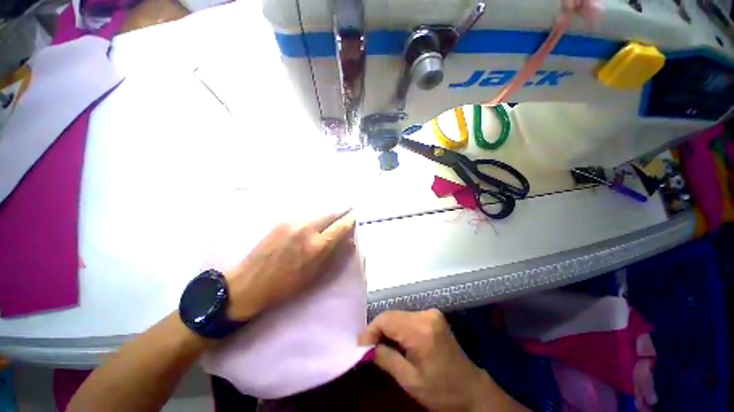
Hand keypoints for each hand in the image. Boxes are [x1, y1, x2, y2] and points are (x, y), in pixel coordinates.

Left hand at [223, 210, 354, 320]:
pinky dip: (313, 217)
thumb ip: (333, 254)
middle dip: (340, 212)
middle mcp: (307, 229)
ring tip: (331, 217)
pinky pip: (304, 216)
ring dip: (327, 214)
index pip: (340, 226)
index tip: (353, 218)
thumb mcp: (314, 275)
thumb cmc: (285, 286)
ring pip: (318, 212)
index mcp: (317, 246)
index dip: (349, 221)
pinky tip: (313, 222)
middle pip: (330, 213)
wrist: (248, 284)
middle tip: (346, 212)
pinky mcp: (282, 222)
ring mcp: (293, 223)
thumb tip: (348, 241)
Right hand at [359, 310, 526, 411]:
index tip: (359, 345)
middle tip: (366, 347)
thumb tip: (365, 347)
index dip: (370, 330)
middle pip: (392, 315)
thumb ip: (385, 358)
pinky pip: (406, 318)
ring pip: (398, 315)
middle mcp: (426, 315)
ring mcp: (431, 313)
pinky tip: (393, 341)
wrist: (472, 391)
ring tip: (377, 345)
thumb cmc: (442, 391)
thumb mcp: (410, 381)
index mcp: (421, 330)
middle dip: (377, 330)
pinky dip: (397, 327)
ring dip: (386, 328)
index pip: (386, 319)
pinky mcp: (432, 316)